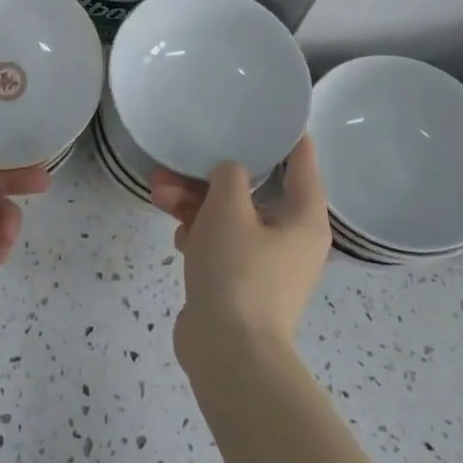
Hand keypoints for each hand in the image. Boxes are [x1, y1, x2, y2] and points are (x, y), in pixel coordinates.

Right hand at [148, 136, 329, 365]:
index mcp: (304, 218)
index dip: (284, 134)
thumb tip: (230, 172)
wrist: (229, 353)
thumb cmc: (238, 271)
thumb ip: (229, 174)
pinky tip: (177, 234)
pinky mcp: (241, 282)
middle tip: (178, 161)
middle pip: (253, 190)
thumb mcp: (229, 209)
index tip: (266, 108)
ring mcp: (266, 263)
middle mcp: (291, 238)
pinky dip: (200, 233)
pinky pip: (221, 243)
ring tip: (158, 193)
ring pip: (230, 216)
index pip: (302, 162)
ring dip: (195, 202)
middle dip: (211, 174)